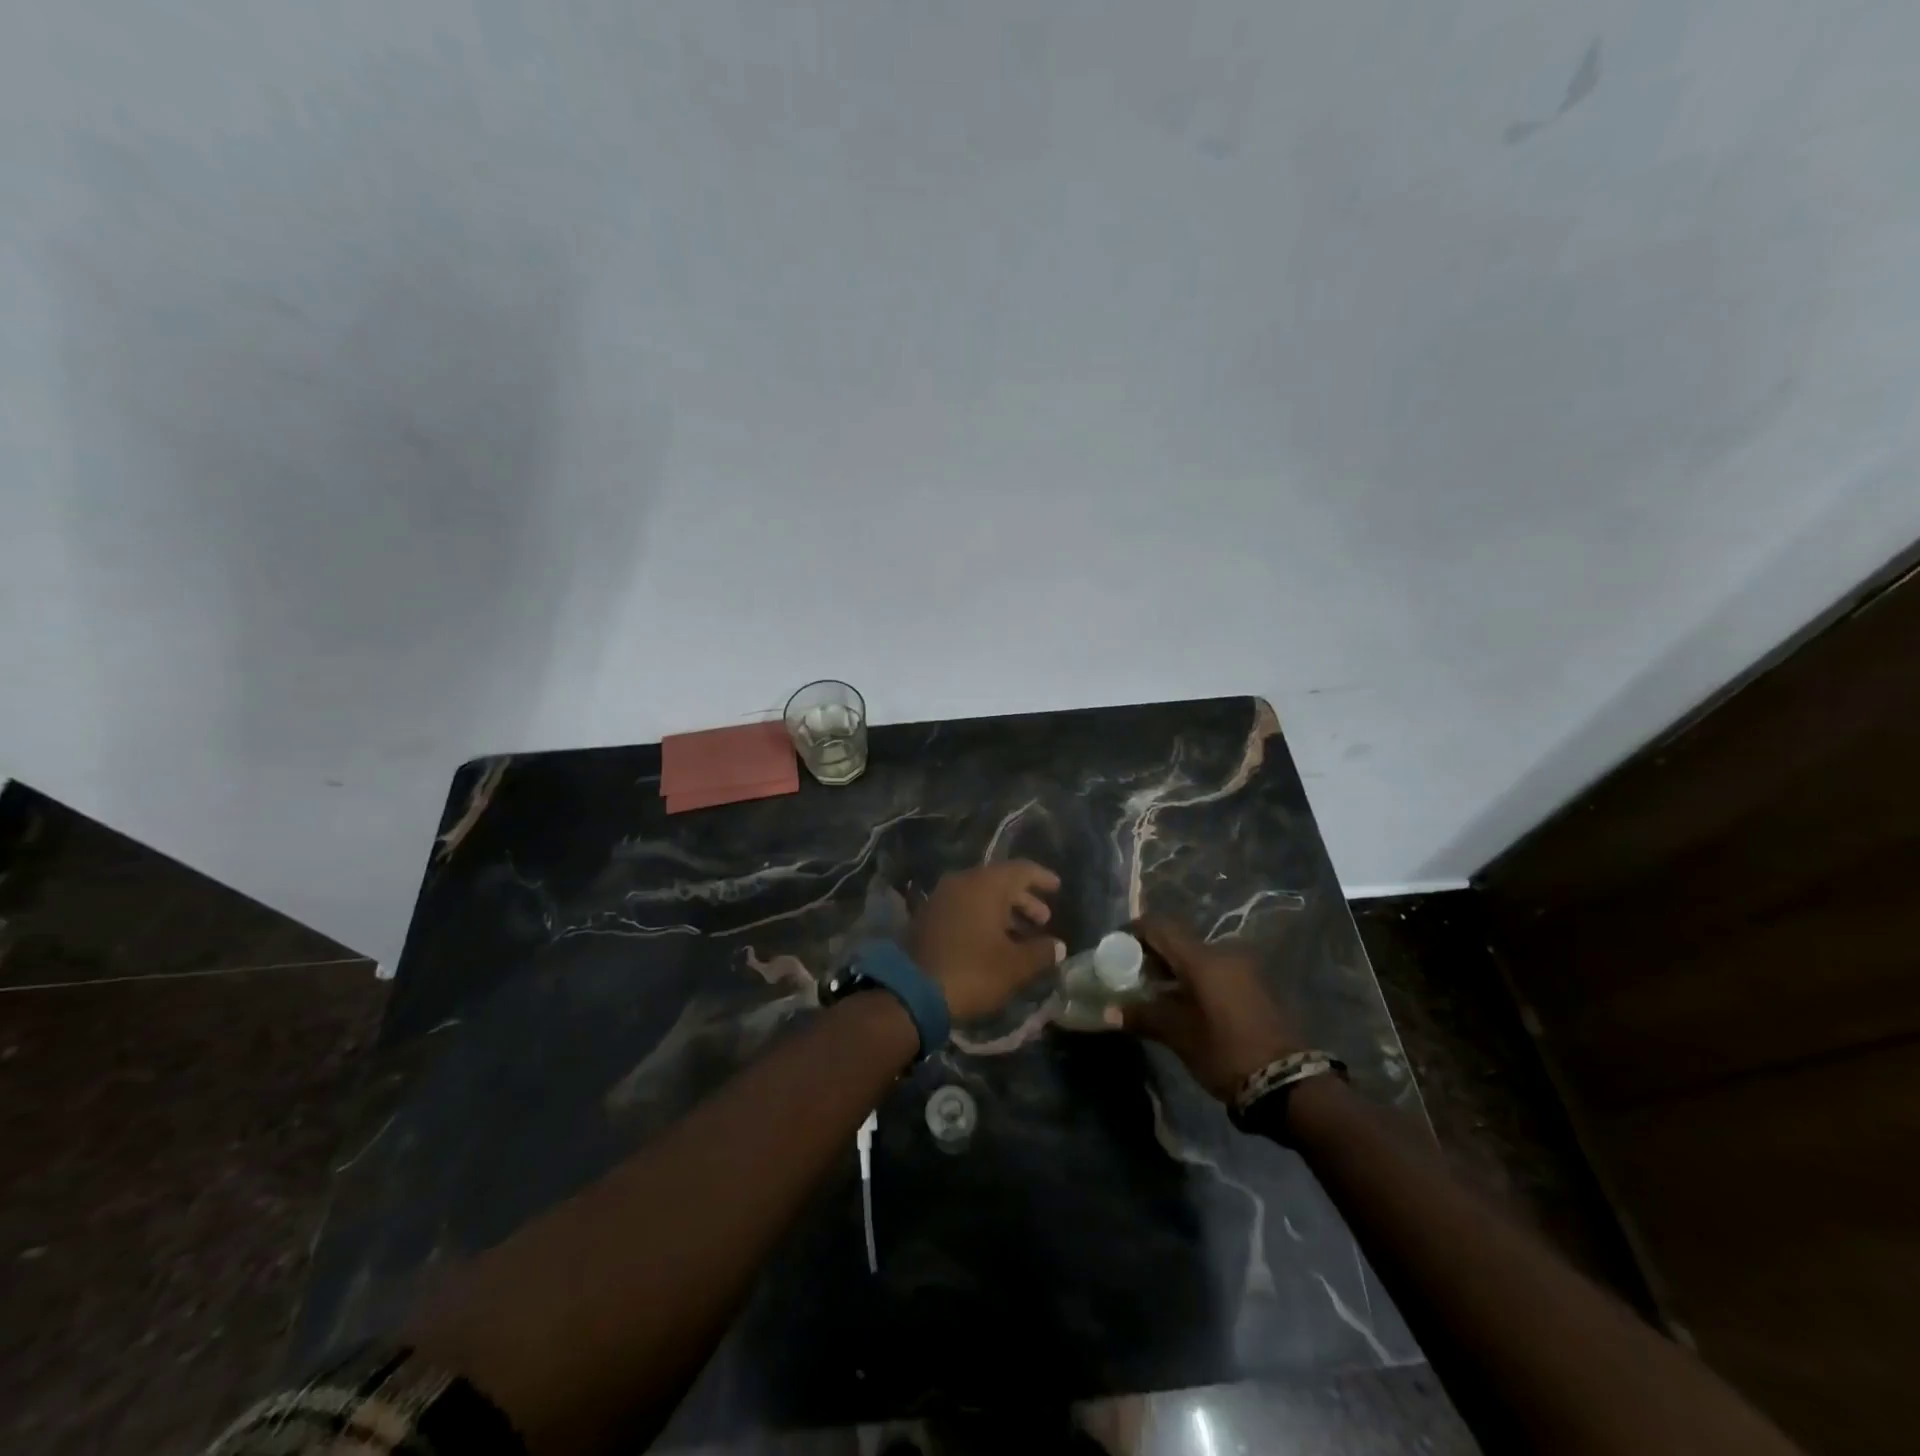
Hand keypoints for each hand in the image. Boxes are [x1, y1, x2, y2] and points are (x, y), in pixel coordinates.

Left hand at [909, 861, 1065, 1021]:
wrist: (913, 992)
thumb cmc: (973, 972)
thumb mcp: (1015, 966)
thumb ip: (1041, 952)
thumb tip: (1057, 945)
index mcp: (986, 884)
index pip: (1021, 870)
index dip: (1042, 878)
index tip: (1057, 888)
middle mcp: (962, 882)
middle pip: (1000, 881)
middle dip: (1024, 899)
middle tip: (1043, 920)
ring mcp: (941, 897)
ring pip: (980, 895)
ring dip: (1004, 911)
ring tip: (1022, 935)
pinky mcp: (928, 916)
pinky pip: (963, 907)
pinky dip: (982, 918)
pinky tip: (993, 941)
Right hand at [1123, 916, 1301, 1101]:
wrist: (1289, 1084)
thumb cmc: (1227, 1052)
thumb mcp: (1180, 1036)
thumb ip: (1143, 1016)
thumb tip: (1109, 1012)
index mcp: (1203, 959)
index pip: (1159, 927)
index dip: (1133, 932)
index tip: (1113, 948)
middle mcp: (1223, 954)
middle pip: (1177, 940)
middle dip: (1149, 954)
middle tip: (1127, 975)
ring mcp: (1241, 969)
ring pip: (1195, 957)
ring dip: (1171, 969)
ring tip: (1150, 993)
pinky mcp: (1252, 986)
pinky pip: (1212, 970)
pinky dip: (1191, 979)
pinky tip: (1179, 1003)